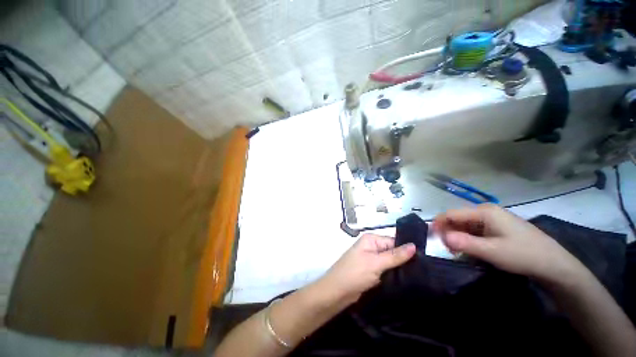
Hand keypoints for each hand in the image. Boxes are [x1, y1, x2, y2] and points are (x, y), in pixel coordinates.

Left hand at [317, 234, 415, 304]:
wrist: (337, 292)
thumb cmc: (355, 273)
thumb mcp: (376, 263)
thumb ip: (395, 255)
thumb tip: (414, 245)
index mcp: (371, 240)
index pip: (393, 241)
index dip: (407, 250)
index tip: (423, 260)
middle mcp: (371, 247)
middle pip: (393, 252)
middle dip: (404, 261)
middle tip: (423, 271)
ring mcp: (371, 260)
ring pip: (390, 263)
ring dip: (400, 270)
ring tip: (418, 277)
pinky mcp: (372, 272)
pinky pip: (386, 271)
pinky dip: (394, 276)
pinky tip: (407, 282)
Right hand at [433, 204, 585, 284]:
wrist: (554, 264)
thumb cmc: (523, 255)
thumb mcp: (492, 251)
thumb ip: (464, 243)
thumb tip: (441, 237)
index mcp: (484, 211)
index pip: (451, 214)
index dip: (438, 224)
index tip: (430, 238)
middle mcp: (486, 211)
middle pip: (457, 219)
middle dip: (448, 232)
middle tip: (446, 249)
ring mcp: (493, 219)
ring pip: (465, 225)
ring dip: (458, 237)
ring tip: (457, 252)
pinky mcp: (497, 227)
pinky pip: (475, 230)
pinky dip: (468, 239)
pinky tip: (470, 250)